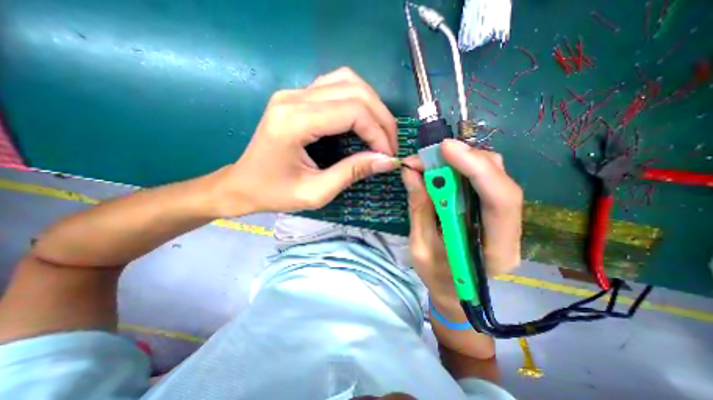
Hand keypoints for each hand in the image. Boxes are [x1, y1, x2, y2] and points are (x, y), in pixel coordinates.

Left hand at [212, 65, 399, 214]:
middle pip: (355, 91)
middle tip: (389, 145)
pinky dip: (357, 100)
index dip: (378, 132)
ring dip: (372, 105)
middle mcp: (293, 98)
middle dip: (381, 118)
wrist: (242, 185)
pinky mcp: (297, 97)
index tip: (388, 155)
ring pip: (348, 81)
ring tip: (380, 132)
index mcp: (294, 122)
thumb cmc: (274, 194)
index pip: (352, 111)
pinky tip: (362, 120)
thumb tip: (386, 161)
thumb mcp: (316, 192)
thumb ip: (352, 173)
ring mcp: (294, 93)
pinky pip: (336, 85)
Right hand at [400, 138, 522, 302]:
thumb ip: (419, 208)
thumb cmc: (438, 277)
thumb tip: (410, 172)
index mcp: (495, 250)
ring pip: (495, 176)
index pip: (499, 201)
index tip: (445, 149)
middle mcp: (509, 231)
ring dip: (463, 161)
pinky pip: (484, 181)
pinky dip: (462, 169)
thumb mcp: (420, 247)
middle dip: (466, 159)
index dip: (475, 169)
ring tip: (432, 162)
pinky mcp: (493, 211)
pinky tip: (443, 170)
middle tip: (431, 154)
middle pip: (500, 181)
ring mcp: (504, 219)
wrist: (454, 293)